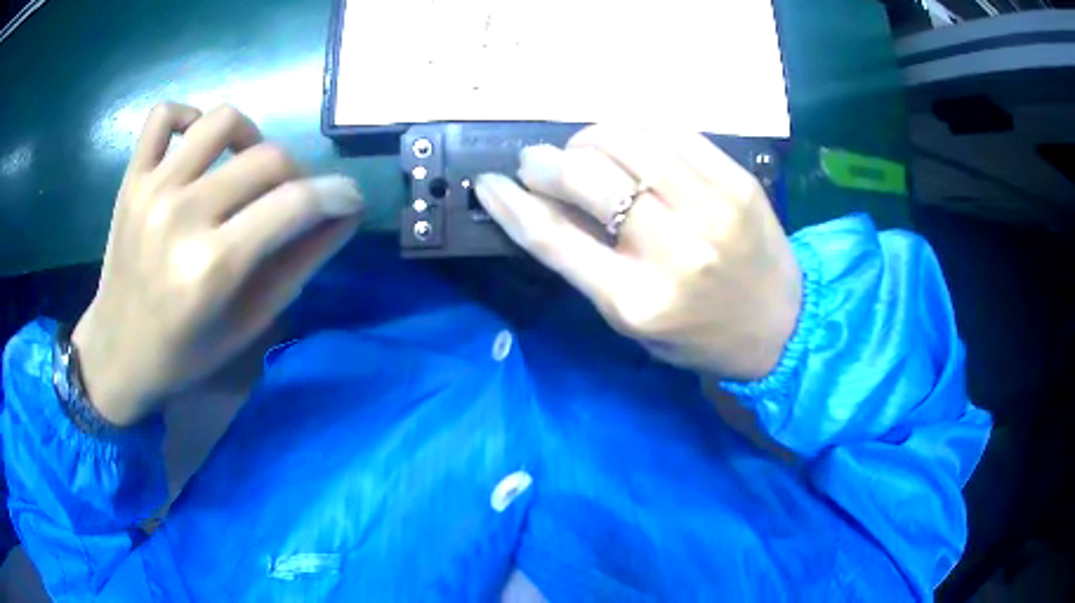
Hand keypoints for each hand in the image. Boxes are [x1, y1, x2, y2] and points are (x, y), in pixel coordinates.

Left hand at [72, 103, 363, 425]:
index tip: (350, 199)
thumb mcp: (248, 323)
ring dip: (251, 137)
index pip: (295, 204)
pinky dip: (188, 118)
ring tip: (244, 167)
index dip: (336, 195)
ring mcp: (152, 190)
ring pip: (222, 120)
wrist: (117, 353)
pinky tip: (196, 146)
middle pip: (267, 157)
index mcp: (213, 268)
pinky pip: (164, 115)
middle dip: (297, 176)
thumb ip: (298, 264)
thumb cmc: (184, 353)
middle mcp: (182, 217)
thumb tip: (344, 215)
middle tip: (288, 201)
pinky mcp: (131, 179)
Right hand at [474, 125, 800, 380]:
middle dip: (546, 162)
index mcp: (637, 302)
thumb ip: (587, 264)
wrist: (781, 326)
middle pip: (586, 178)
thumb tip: (542, 202)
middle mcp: (673, 252)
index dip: (511, 203)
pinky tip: (629, 142)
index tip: (489, 182)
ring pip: (627, 142)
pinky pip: (671, 132)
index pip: (554, 238)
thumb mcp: (633, 321)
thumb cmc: (699, 334)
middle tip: (538, 162)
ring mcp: (711, 210)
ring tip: (583, 149)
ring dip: (588, 137)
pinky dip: (636, 130)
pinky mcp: (738, 182)